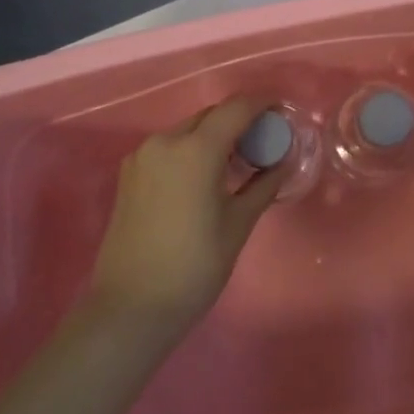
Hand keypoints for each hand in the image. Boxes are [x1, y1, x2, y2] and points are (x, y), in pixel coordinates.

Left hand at [83, 96, 289, 347]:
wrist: (130, 309)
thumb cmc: (193, 267)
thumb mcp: (238, 225)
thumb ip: (263, 185)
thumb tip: (283, 162)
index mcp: (196, 150)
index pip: (236, 108)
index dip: (262, 103)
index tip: (282, 111)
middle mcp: (165, 142)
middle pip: (211, 116)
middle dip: (239, 121)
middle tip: (264, 142)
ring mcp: (142, 157)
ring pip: (188, 131)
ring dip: (214, 136)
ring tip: (237, 162)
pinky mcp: (129, 175)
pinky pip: (169, 148)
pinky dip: (192, 150)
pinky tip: (206, 177)